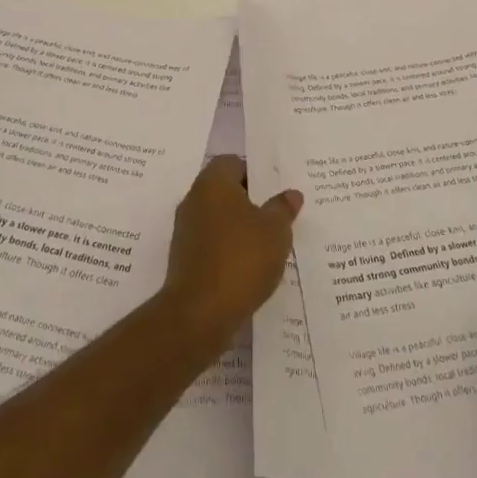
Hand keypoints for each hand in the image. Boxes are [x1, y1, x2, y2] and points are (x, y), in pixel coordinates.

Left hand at [160, 155, 302, 343]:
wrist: (198, 314)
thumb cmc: (240, 259)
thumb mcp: (275, 231)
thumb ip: (283, 208)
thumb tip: (291, 194)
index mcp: (213, 182)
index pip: (234, 163)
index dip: (257, 174)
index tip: (276, 191)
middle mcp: (194, 199)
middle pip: (226, 191)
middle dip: (251, 202)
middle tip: (278, 216)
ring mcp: (186, 230)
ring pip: (219, 219)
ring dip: (240, 229)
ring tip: (268, 245)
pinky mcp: (184, 258)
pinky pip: (212, 244)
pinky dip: (229, 250)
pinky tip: (249, 268)